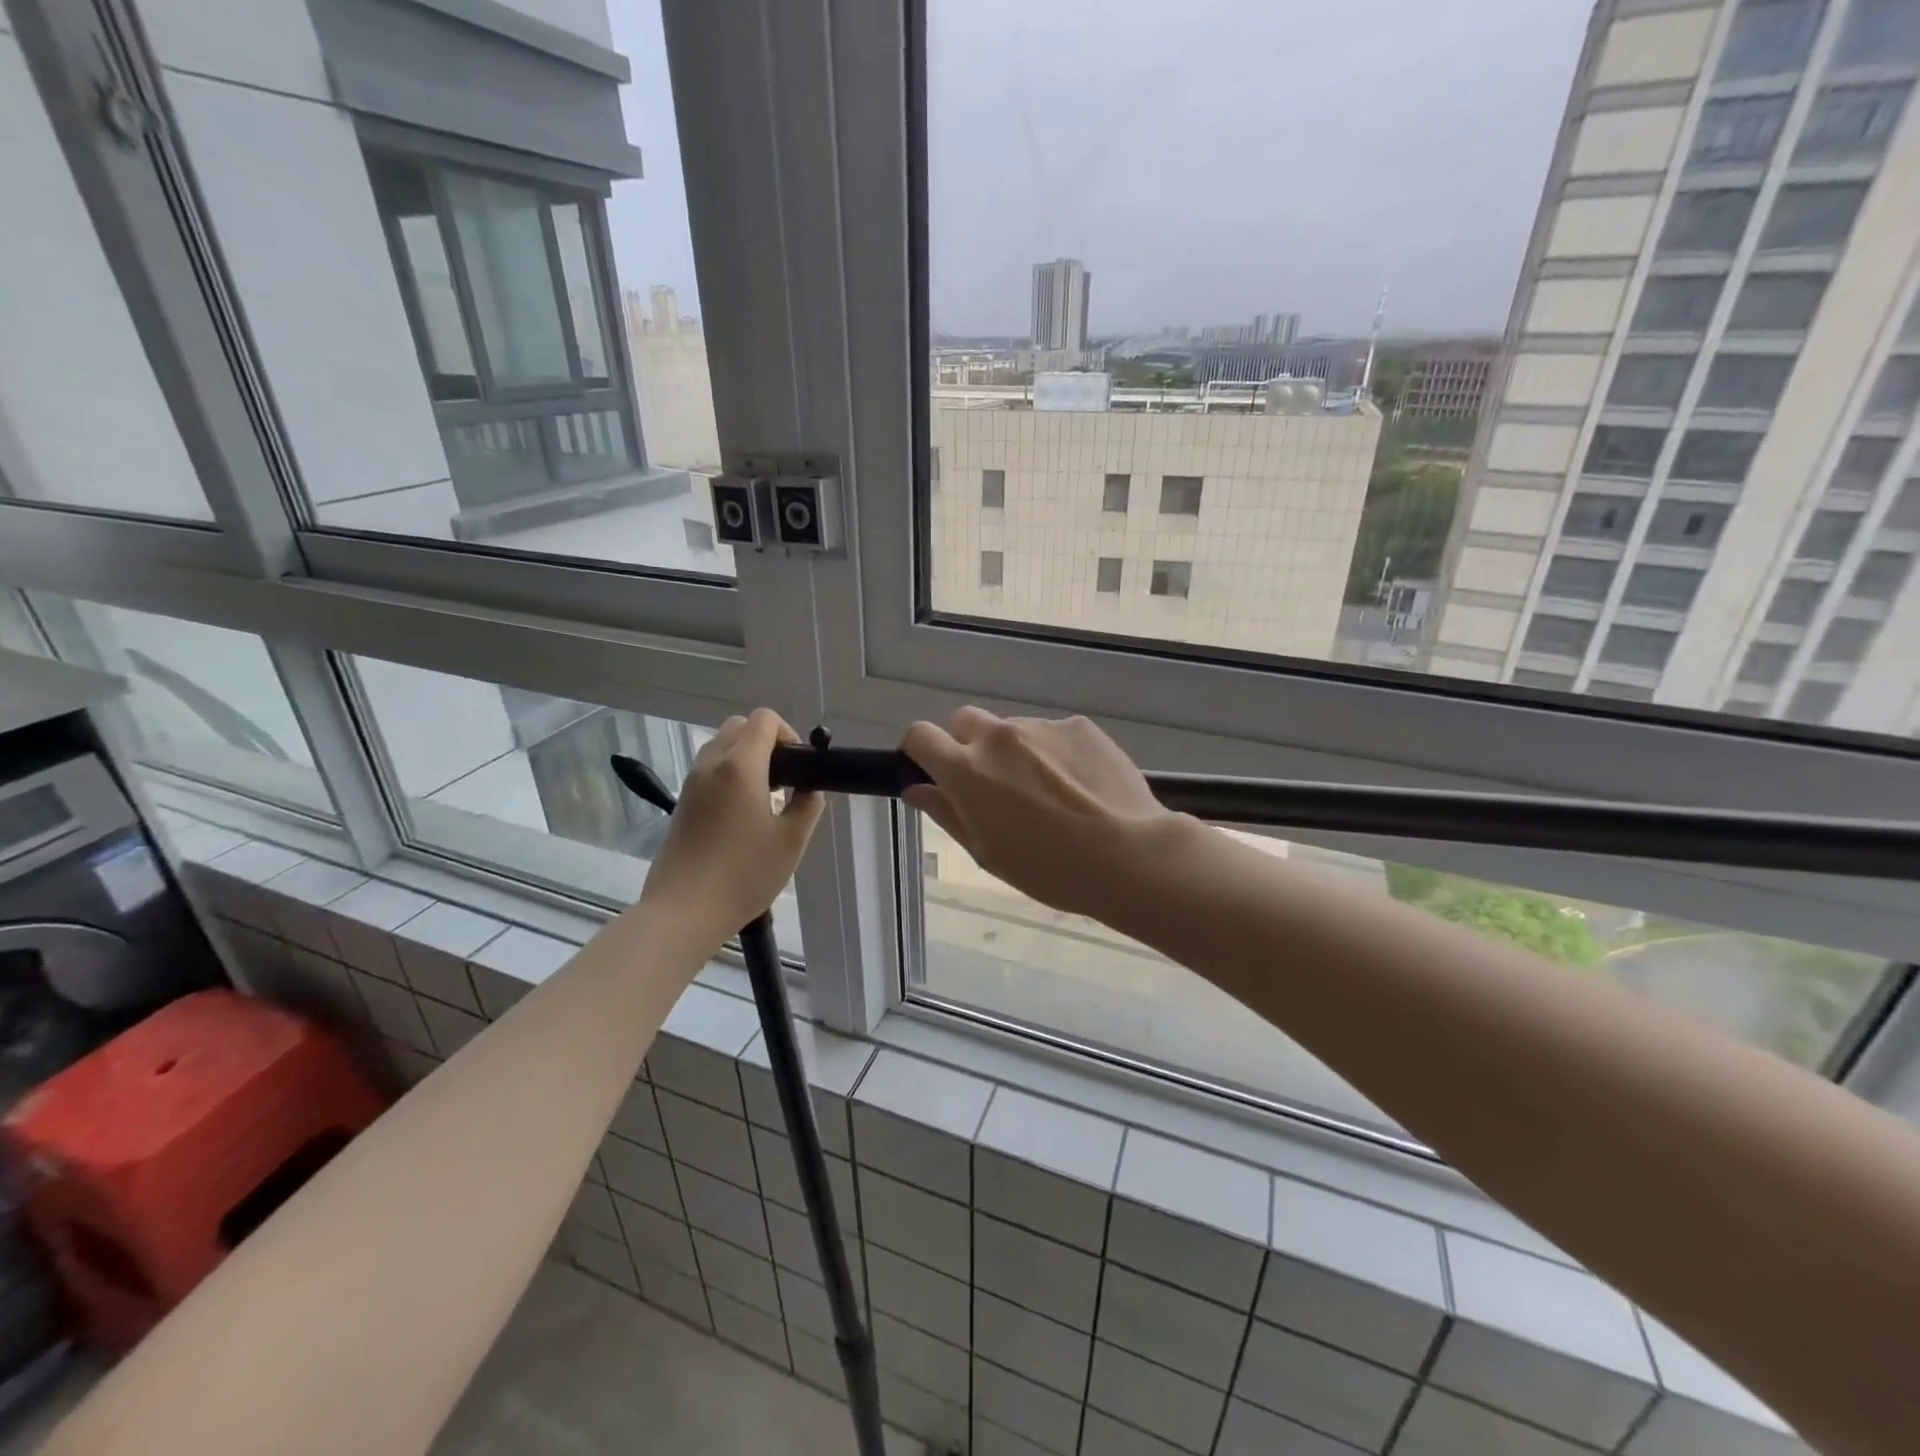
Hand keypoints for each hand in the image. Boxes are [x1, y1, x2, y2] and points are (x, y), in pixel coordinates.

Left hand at [639, 709, 822, 938]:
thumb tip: (808, 789)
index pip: (763, 719)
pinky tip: (741, 815)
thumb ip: (807, 805)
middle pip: (738, 727)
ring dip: (744, 758)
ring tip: (763, 798)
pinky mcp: (681, 803)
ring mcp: (691, 783)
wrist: (684, 910)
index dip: (787, 733)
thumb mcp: (791, 841)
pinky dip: (728, 775)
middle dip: (765, 742)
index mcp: (741, 766)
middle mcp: (711, 764)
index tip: (798, 766)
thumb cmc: (744, 874)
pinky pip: (708, 770)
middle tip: (783, 779)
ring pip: (720, 747)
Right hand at [901, 708, 1172, 919]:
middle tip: (994, 787)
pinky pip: (1052, 735)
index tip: (933, 772)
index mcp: (967, 770)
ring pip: (1013, 731)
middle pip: (966, 722)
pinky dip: (1054, 754)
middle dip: (969, 747)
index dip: (921, 752)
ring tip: (1051, 795)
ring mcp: (1041, 727)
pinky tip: (1080, 787)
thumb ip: (946, 813)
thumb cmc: (1048, 869)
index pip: (920, 735)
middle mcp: (999, 737)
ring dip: (1017, 753)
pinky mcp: (1079, 725)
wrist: (1128, 854)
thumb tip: (916, 788)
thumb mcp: (986, 852)